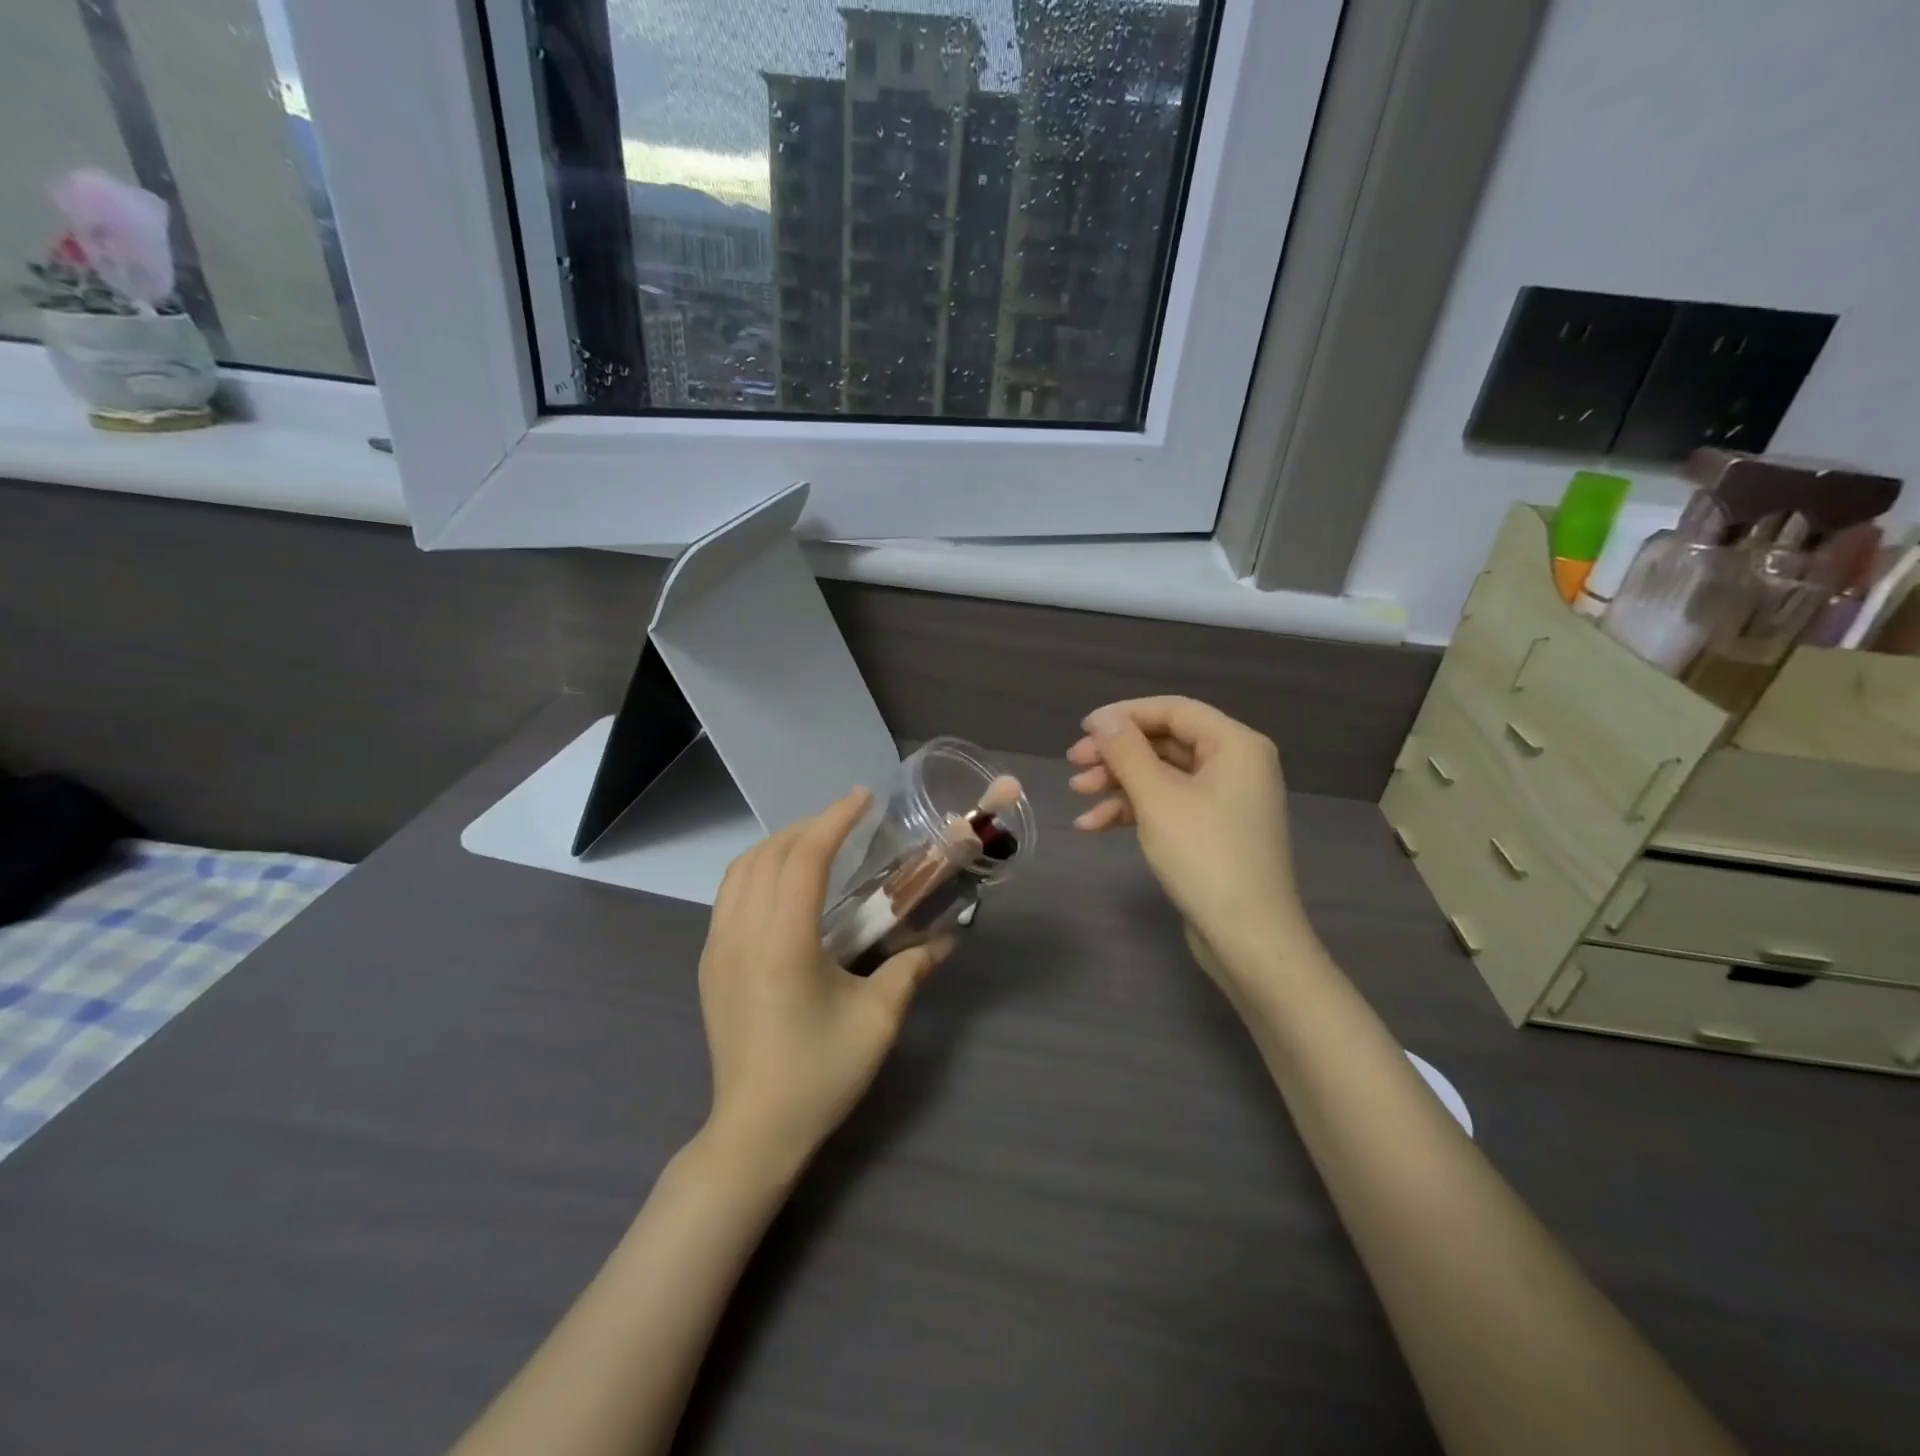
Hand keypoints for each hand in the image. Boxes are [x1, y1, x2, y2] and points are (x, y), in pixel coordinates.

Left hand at [698, 788, 949, 1170]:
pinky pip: (729, 894)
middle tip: (849, 820)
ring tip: (818, 842)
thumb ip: (912, 967)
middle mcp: (741, 932)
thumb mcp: (877, 1019)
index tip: (863, 797)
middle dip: (810, 826)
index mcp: (782, 941)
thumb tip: (949, 937)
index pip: (805, 858)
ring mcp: (717, 947)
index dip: (835, 820)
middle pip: (769, 854)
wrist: (754, 1131)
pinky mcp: (709, 963)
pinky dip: (758, 869)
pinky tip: (785, 883)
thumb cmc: (819, 1074)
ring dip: (780, 844)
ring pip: (741, 870)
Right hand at [1067, 697, 1306, 978]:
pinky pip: (1168, 805)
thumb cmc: (1204, 856)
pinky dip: (1132, 811)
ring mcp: (1224, 800)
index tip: (1082, 729)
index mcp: (1235, 745)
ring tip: (1077, 794)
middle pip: (1165, 742)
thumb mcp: (1158, 798)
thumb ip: (1127, 752)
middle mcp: (1235, 764)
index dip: (1125, 715)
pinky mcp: (1212, 830)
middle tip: (1073, 763)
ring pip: (1162, 775)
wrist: (1248, 937)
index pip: (1174, 710)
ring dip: (1118, 783)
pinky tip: (1093, 826)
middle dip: (1116, 754)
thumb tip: (1104, 719)